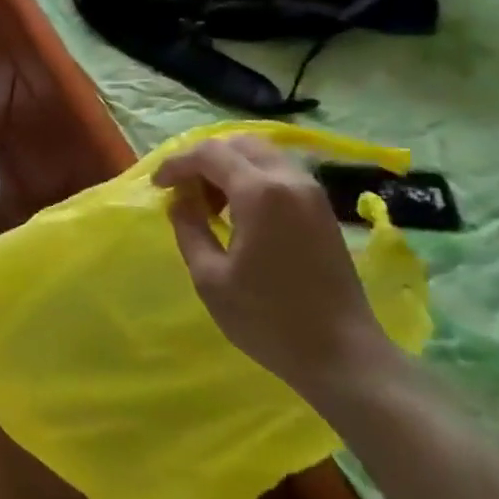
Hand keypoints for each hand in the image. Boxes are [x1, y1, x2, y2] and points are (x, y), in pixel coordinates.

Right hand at [155, 135, 392, 397]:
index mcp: (260, 193)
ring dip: (229, 166)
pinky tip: (239, 211)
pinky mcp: (322, 209)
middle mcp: (289, 180)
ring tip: (209, 202)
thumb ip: (189, 228)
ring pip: (262, 154)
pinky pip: (279, 172)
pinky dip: (252, 177)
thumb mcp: (210, 277)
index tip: (157, 185)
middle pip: (239, 144)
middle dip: (204, 158)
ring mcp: (312, 193)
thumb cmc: (267, 318)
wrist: (341, 354)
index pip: (209, 154)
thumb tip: (180, 201)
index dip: (176, 164)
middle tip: (183, 190)